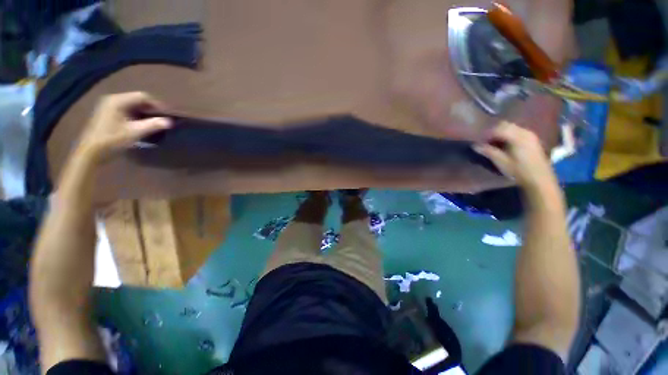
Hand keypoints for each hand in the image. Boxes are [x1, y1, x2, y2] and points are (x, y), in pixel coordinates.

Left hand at [77, 92, 170, 160]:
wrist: (91, 151)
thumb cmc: (112, 140)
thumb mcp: (134, 132)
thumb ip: (153, 125)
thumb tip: (170, 121)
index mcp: (118, 101)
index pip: (143, 96)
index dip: (157, 104)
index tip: (167, 114)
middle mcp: (113, 99)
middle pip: (137, 99)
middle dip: (151, 108)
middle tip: (162, 118)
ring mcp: (109, 106)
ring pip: (133, 105)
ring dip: (145, 112)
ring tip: (155, 121)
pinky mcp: (108, 113)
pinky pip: (127, 109)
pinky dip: (137, 114)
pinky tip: (142, 123)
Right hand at [473, 121, 556, 189]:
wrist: (540, 179)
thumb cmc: (519, 171)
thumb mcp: (501, 162)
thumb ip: (488, 151)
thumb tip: (475, 145)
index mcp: (517, 137)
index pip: (498, 128)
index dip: (487, 134)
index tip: (479, 141)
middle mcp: (525, 132)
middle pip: (505, 125)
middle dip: (493, 131)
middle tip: (485, 141)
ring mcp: (530, 135)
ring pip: (511, 127)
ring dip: (501, 133)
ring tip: (493, 143)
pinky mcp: (532, 139)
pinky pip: (517, 131)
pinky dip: (508, 135)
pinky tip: (504, 144)